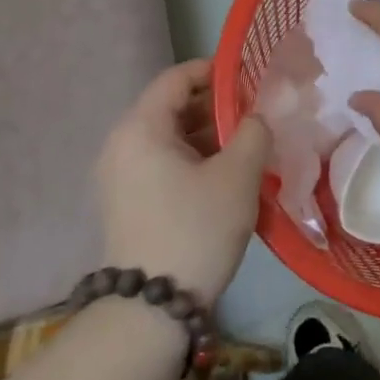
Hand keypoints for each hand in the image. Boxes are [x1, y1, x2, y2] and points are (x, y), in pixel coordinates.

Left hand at [94, 60, 269, 302]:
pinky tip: (228, 175)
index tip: (253, 79)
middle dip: (218, 106)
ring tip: (250, 145)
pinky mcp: (128, 200)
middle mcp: (122, 144)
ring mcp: (121, 175)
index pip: (177, 78)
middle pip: (173, 106)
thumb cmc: (196, 228)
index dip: (216, 71)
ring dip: (210, 135)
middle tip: (259, 115)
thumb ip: (254, 131)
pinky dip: (195, 159)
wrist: (152, 308)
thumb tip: (258, 116)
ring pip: (171, 137)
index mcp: (141, 128)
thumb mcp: (238, 175)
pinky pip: (164, 162)